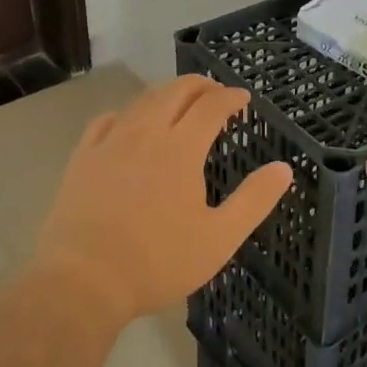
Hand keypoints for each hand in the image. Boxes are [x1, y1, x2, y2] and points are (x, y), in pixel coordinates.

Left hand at [36, 76, 292, 327]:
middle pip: (175, 91)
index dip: (230, 97)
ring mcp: (110, 142)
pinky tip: (129, 122)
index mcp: (181, 148)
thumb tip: (283, 168)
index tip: (243, 98)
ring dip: (166, 93)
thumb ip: (254, 200)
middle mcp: (146, 133)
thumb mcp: (219, 238)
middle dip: (200, 86)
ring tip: (179, 102)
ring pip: (142, 100)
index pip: (211, 106)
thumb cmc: (159, 262)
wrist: (84, 280)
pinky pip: (106, 120)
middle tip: (215, 93)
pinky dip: (127, 112)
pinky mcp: (83, 157)